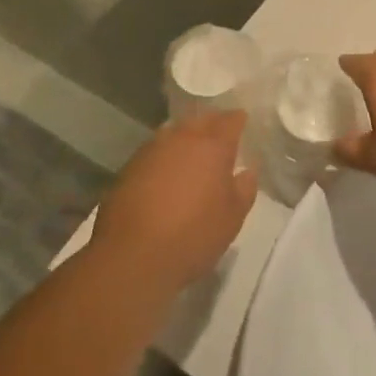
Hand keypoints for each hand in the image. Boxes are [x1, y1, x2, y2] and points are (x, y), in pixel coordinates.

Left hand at [91, 110, 257, 292]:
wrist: (133, 255)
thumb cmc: (193, 236)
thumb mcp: (232, 218)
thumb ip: (244, 189)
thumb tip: (246, 171)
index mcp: (211, 147)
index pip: (229, 121)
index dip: (238, 119)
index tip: (242, 121)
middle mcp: (181, 139)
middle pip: (199, 121)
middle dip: (211, 124)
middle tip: (220, 135)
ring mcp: (151, 150)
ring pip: (173, 132)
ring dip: (185, 138)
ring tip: (193, 151)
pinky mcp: (129, 167)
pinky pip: (154, 151)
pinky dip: (165, 156)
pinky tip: (166, 172)